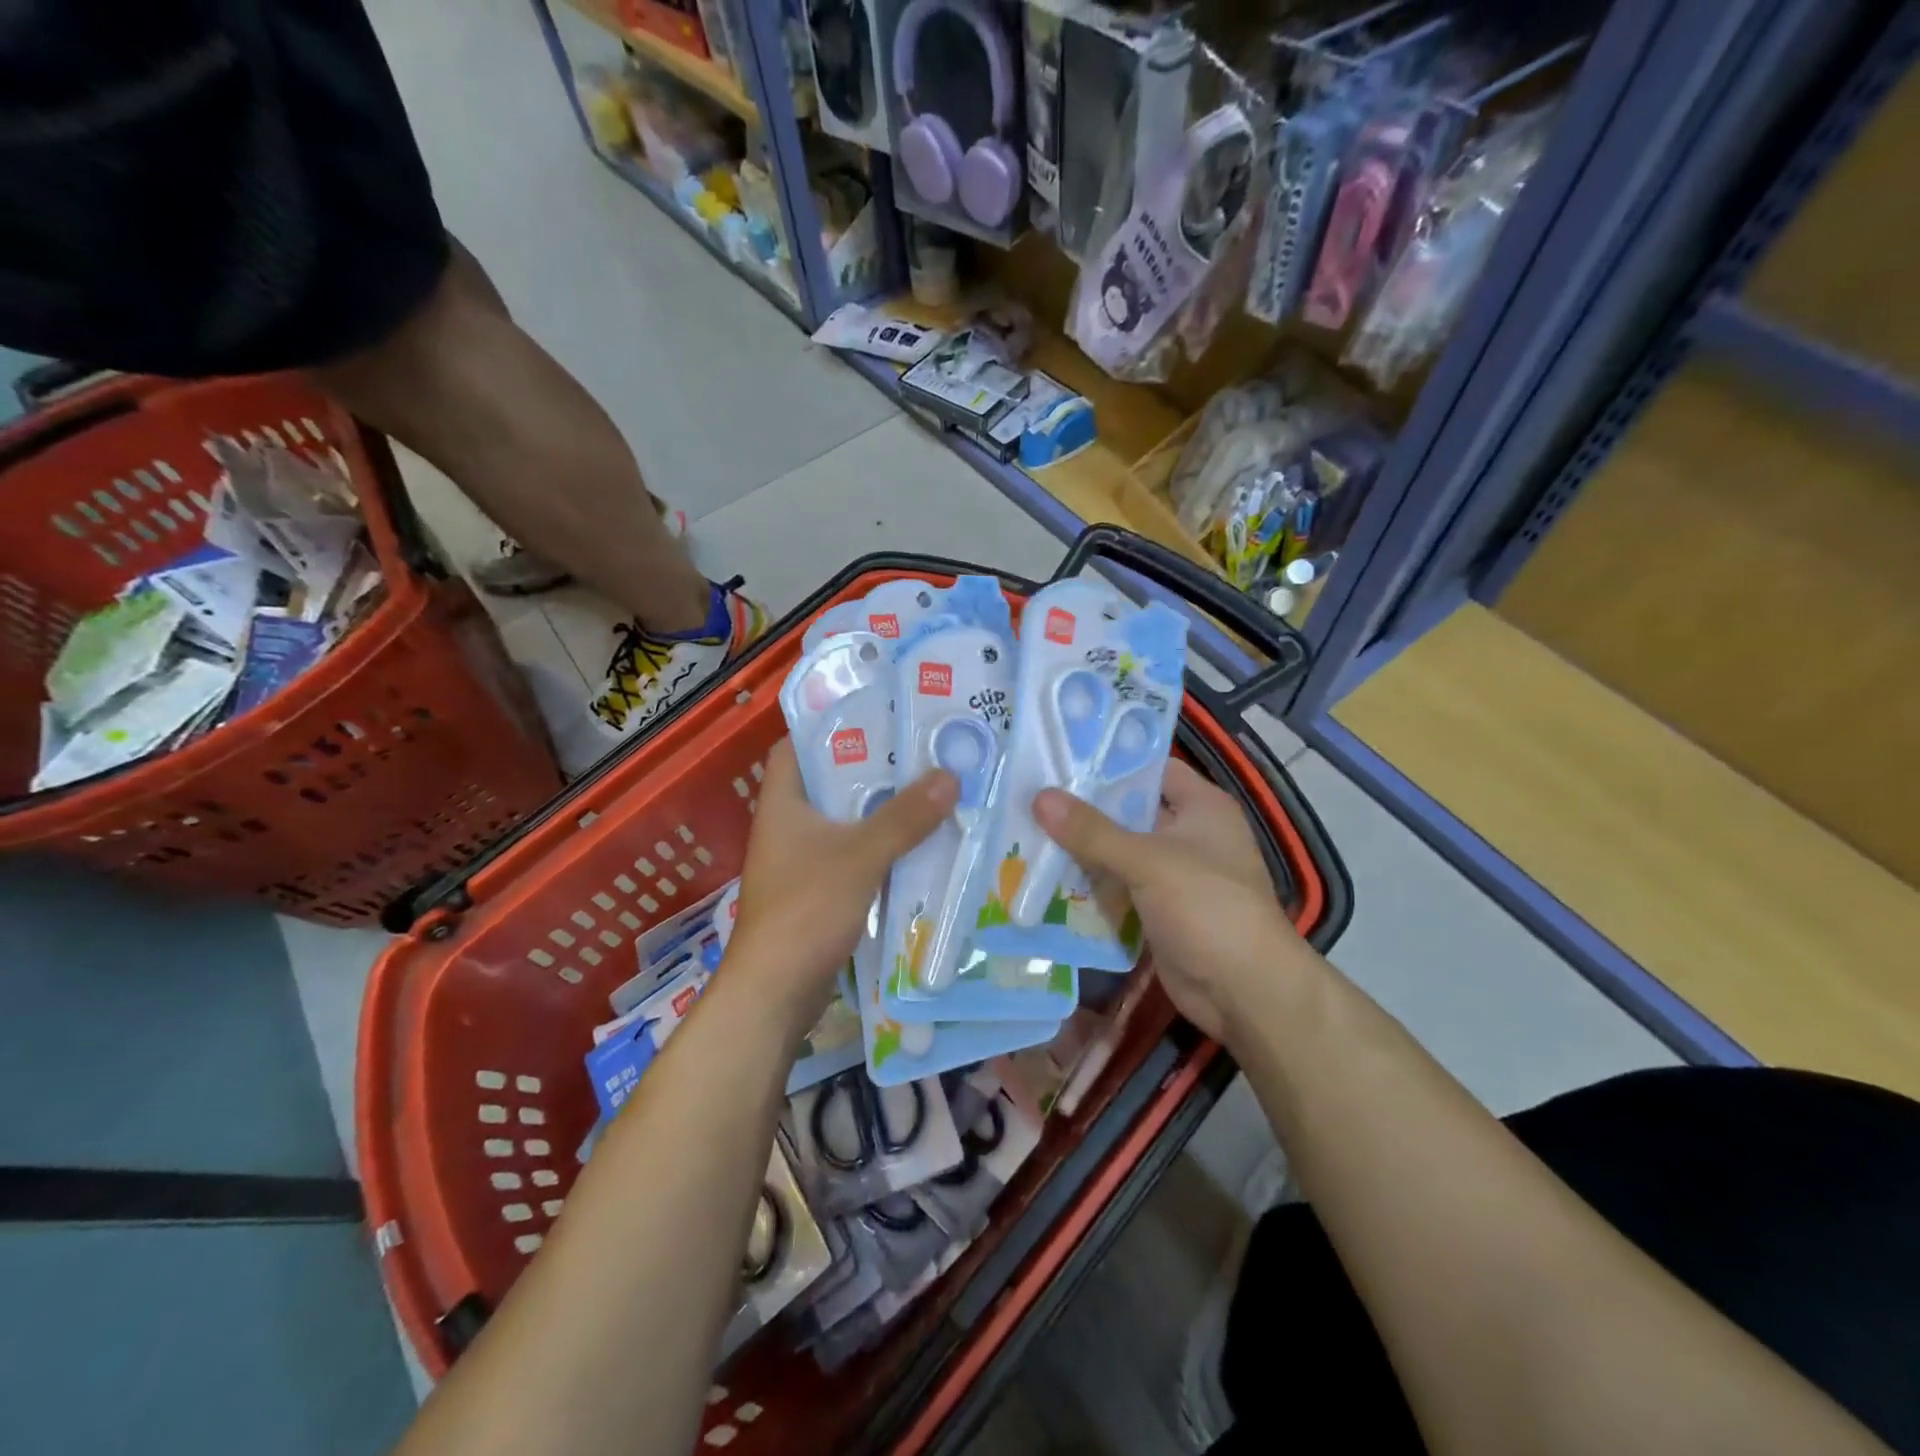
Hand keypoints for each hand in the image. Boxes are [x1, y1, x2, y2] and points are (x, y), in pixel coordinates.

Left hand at [727, 740, 956, 1019]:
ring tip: (931, 789)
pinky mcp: (818, 893)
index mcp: (783, 803)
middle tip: (921, 750)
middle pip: (831, 783)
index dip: (829, 724)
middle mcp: (789, 826)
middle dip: (873, 769)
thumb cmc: (806, 909)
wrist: (776, 992)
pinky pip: (855, 857)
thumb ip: (904, 817)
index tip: (876, 713)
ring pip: (847, 822)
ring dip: (883, 811)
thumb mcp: (860, 856)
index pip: (797, 745)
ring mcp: (802, 862)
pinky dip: (882, 848)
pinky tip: (920, 844)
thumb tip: (949, 775)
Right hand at [1034, 760, 1306, 1041]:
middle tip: (1031, 794)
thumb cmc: (1207, 908)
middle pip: (1129, 811)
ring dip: (1081, 849)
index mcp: (1202, 806)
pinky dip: (1090, 884)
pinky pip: (1118, 887)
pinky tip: (1046, 876)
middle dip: (1084, 808)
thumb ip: (1092, 831)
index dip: (1109, 762)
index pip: (1151, 768)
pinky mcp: (1159, 910)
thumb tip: (1039, 796)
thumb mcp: (1147, 862)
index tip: (1060, 757)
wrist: (1244, 992)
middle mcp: (1189, 834)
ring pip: (1119, 851)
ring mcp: (1173, 875)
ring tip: (1026, 830)